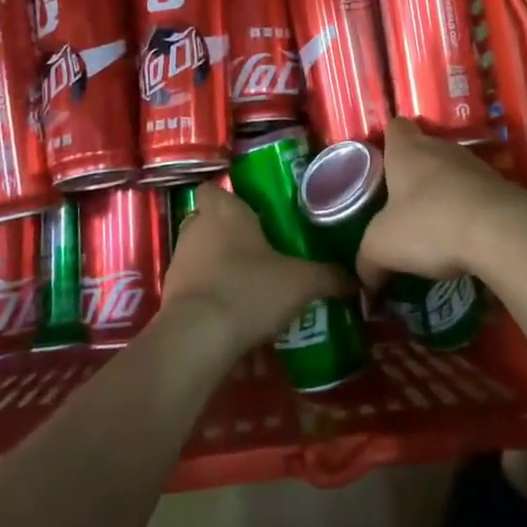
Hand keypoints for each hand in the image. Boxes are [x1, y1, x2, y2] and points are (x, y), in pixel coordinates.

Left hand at [160, 185, 351, 354]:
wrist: (197, 338)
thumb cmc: (249, 290)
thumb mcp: (301, 283)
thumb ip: (329, 277)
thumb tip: (356, 279)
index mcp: (225, 211)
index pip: (214, 188)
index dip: (229, 198)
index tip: (252, 213)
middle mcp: (197, 228)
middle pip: (208, 221)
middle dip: (228, 234)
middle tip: (258, 250)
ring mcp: (179, 261)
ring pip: (199, 254)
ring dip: (217, 266)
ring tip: (249, 286)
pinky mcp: (170, 295)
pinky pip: (193, 287)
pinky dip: (209, 296)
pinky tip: (233, 315)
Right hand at [356, 119, 526, 289]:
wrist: (503, 232)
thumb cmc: (430, 223)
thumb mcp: (383, 246)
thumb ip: (367, 260)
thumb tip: (365, 280)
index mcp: (407, 149)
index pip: (395, 127)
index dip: (388, 142)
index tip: (383, 166)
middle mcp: (440, 148)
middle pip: (423, 150)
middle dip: (414, 174)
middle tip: (403, 206)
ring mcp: (475, 165)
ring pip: (451, 173)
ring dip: (443, 194)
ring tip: (433, 227)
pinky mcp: (502, 188)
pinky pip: (476, 195)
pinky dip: (468, 211)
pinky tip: (462, 239)